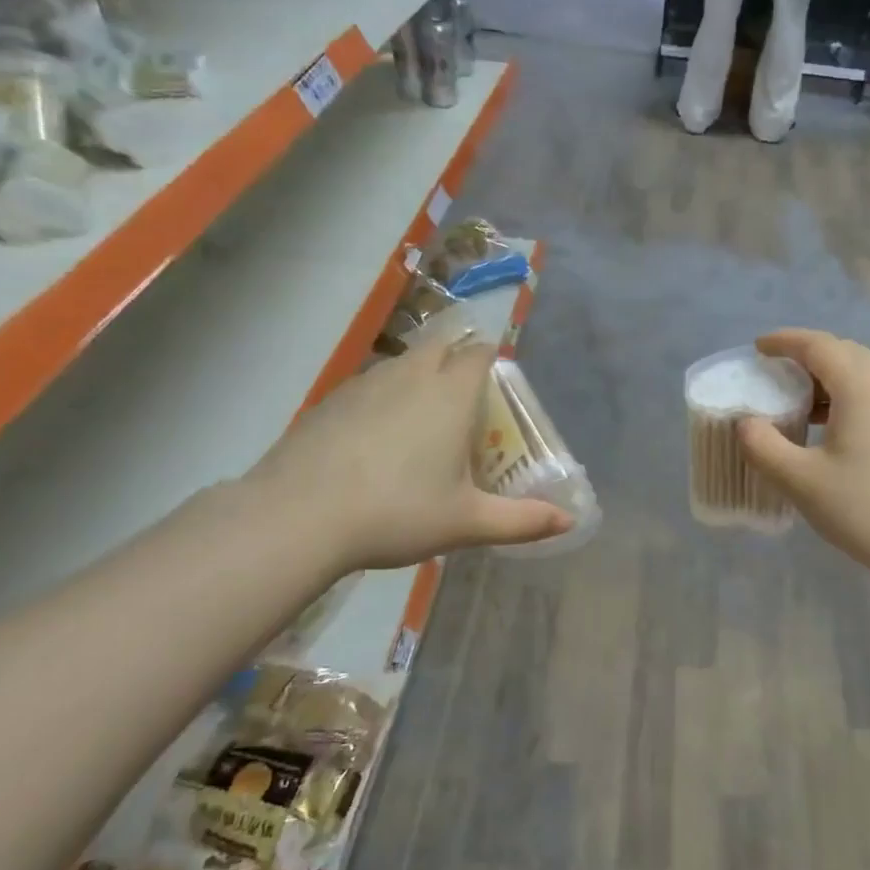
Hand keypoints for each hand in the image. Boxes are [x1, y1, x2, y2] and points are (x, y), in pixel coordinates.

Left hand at [244, 336, 571, 571]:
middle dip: (455, 359)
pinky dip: (380, 398)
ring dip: (417, 376)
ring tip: (419, 418)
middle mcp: (410, 376)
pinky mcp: (328, 401)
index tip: (495, 384)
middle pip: (440, 346)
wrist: (299, 516)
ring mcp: (364, 384)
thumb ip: (522, 521)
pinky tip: (372, 438)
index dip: (491, 360)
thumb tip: (570, 521)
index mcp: (450, 394)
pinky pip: (367, 385)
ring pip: (401, 364)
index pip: (479, 354)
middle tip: (462, 398)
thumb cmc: (398, 512)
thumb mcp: (467, 523)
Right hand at [737, 330, 869, 585]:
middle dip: (807, 356)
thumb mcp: (800, 481)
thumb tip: (746, 423)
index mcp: (862, 386)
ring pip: (864, 374)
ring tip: (800, 404)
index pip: (818, 345)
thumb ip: (763, 446)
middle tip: (776, 374)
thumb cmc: (865, 509)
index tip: (758, 348)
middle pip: (844, 352)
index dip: (785, 341)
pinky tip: (834, 429)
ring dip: (829, 378)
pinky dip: (849, 396)